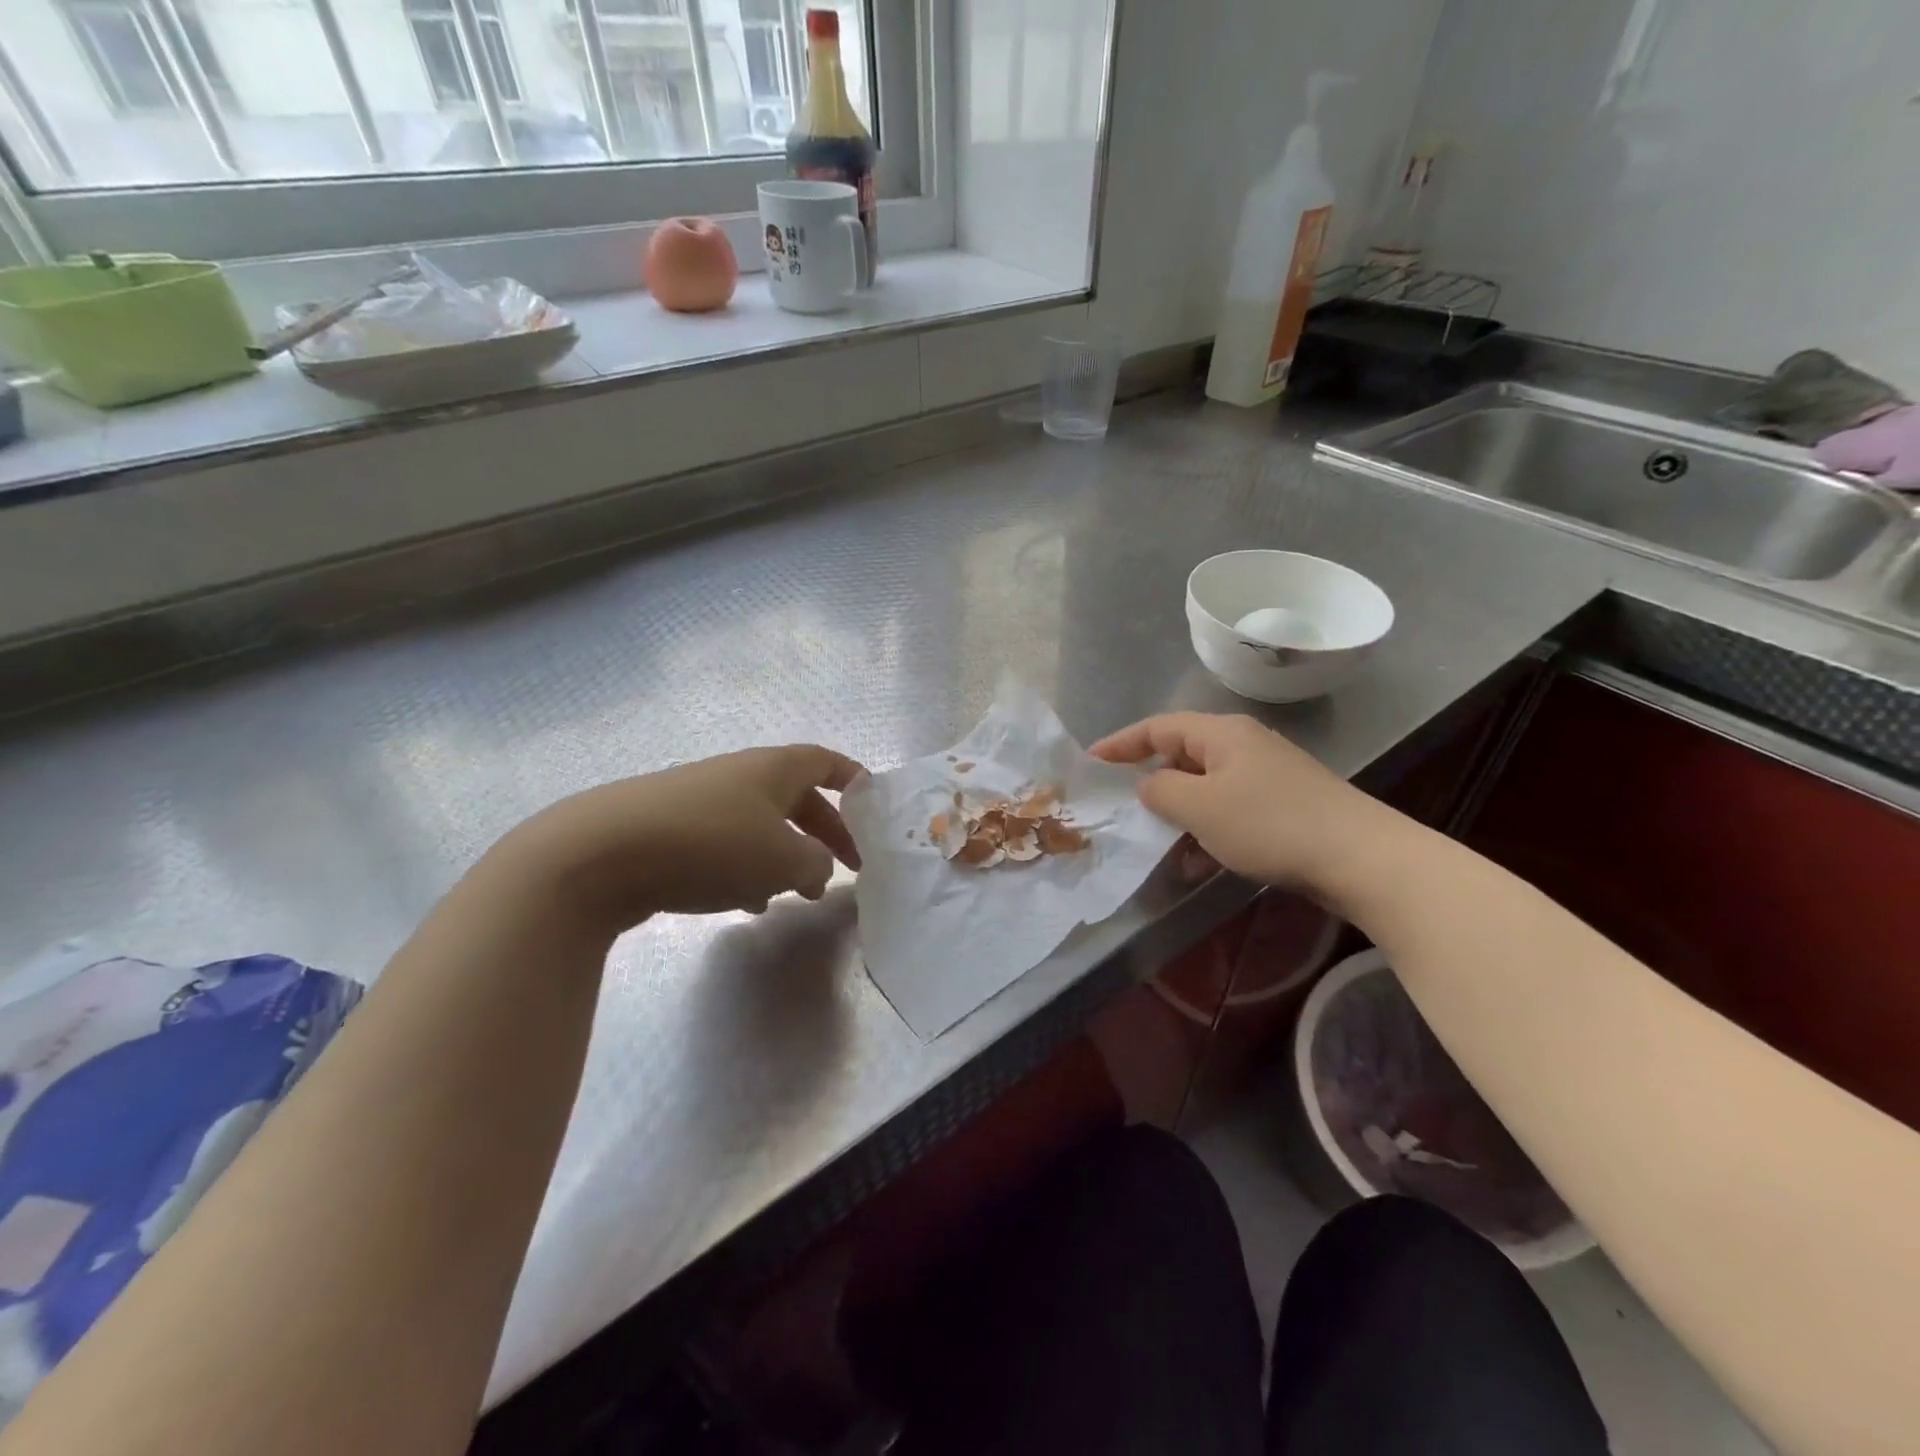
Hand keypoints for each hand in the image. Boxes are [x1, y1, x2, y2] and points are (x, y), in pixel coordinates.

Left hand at [492, 745, 864, 929]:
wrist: (601, 852)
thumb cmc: (712, 845)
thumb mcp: (782, 860)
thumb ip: (815, 863)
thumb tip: (817, 865)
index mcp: (773, 769)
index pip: (825, 761)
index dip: (852, 778)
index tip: (872, 802)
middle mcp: (739, 776)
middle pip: (797, 797)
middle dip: (825, 832)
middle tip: (847, 867)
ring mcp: (702, 801)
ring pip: (761, 825)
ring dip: (787, 856)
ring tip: (799, 896)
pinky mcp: (671, 829)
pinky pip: (727, 843)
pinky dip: (747, 868)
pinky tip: (744, 902)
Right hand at [1091, 713, 1384, 892]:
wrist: (1360, 857)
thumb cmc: (1269, 824)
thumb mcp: (1200, 807)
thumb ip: (1161, 791)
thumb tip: (1149, 785)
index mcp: (1221, 733)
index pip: (1158, 727)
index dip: (1121, 743)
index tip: (1091, 762)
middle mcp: (1243, 745)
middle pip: (1182, 755)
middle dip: (1152, 783)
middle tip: (1126, 809)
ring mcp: (1267, 775)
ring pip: (1206, 788)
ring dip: (1180, 815)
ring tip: (1161, 847)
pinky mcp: (1284, 804)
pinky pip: (1230, 810)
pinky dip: (1208, 831)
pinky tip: (1199, 864)